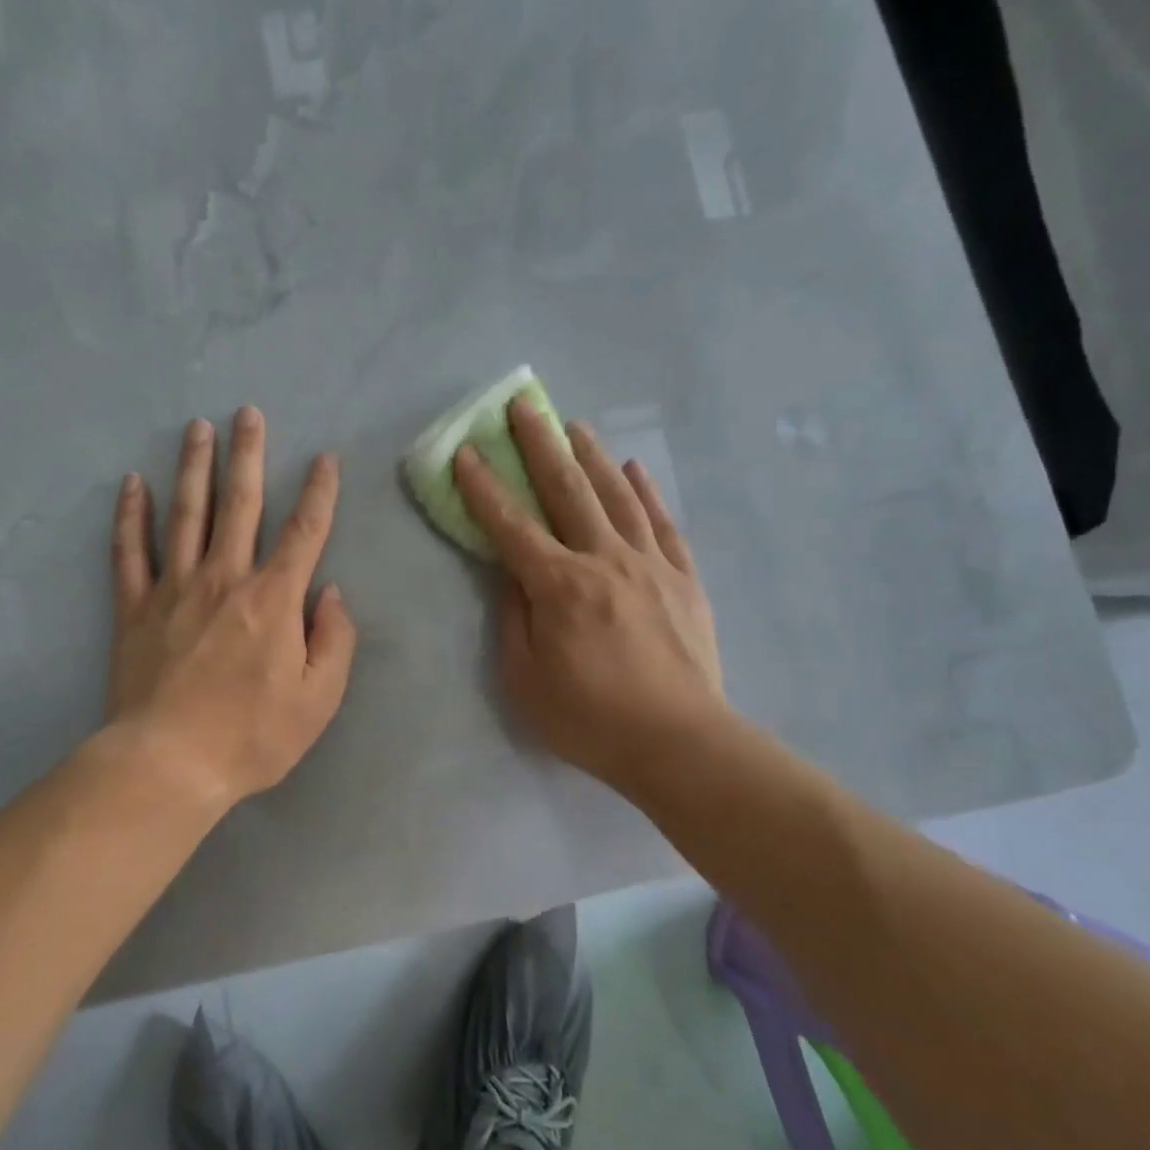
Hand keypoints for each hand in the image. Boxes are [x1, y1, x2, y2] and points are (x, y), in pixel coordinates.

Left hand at [107, 407, 356, 808]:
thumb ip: (335, 640)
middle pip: (240, 504)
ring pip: (186, 513)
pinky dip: (130, 516)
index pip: (304, 532)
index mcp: (274, 599)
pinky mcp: (135, 608)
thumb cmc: (251, 736)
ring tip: (197, 428)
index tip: (325, 459)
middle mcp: (225, 578)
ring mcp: (174, 588)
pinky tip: (132, 483)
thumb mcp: (318, 700)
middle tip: (247, 413)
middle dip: (248, 455)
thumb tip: (332, 594)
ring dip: (194, 467)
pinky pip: (130, 551)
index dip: (319, 493)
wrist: (168, 764)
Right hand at [453, 398, 724, 792]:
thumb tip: (510, 572)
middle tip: (523, 406)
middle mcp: (604, 561)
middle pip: (567, 491)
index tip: (466, 452)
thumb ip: (513, 618)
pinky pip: (662, 523)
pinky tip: (633, 469)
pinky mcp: (683, 579)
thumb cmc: (589, 718)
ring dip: (592, 456)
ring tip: (574, 426)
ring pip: (616, 496)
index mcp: (559, 587)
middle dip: (540, 445)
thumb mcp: (524, 680)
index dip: (484, 488)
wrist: (679, 744)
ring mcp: (650, 565)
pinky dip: (646, 492)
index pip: (511, 526)